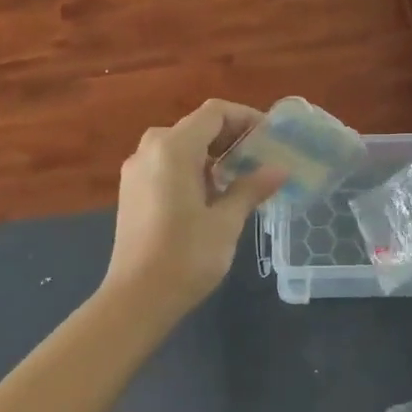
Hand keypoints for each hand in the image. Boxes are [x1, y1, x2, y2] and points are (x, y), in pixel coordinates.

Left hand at [102, 100, 286, 314]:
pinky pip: (165, 164)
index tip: (270, 137)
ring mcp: (136, 170)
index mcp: (173, 148)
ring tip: (240, 177)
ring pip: (179, 146)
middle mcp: (150, 149)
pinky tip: (211, 195)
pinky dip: (191, 168)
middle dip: (230, 136)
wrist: (136, 298)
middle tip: (260, 157)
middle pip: (195, 126)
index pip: (214, 113)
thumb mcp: (226, 222)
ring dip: (211, 154)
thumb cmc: (186, 256)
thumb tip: (280, 169)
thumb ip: (251, 188)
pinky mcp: (131, 190)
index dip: (245, 118)